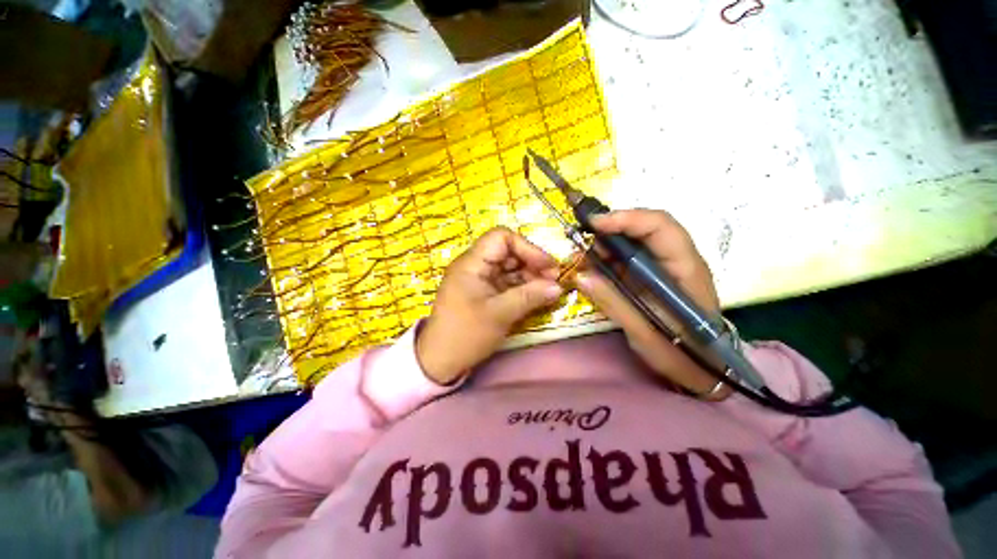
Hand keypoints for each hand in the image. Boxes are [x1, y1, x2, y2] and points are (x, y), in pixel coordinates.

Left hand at [417, 227, 563, 383]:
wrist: (441, 361)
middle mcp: (475, 266)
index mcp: (472, 263)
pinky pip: (507, 283)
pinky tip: (537, 296)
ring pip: (510, 268)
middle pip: (508, 252)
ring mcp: (480, 280)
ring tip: (549, 290)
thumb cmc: (466, 334)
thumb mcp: (500, 314)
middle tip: (554, 279)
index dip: (527, 247)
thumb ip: (530, 296)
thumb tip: (558, 287)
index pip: (501, 238)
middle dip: (533, 263)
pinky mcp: (484, 293)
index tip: (548, 266)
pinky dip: (523, 288)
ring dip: (530, 276)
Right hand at [574, 209, 729, 398]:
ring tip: (580, 259)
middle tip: (580, 243)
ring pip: (632, 241)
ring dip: (604, 245)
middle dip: (609, 230)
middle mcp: (676, 260)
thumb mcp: (645, 334)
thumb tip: (580, 275)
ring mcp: (663, 267)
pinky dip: (605, 259)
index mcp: (686, 269)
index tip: (593, 224)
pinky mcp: (650, 276)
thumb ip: (614, 303)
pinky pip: (626, 258)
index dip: (627, 219)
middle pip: (644, 228)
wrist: (701, 370)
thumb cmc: (681, 355)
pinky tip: (590, 268)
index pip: (660, 227)